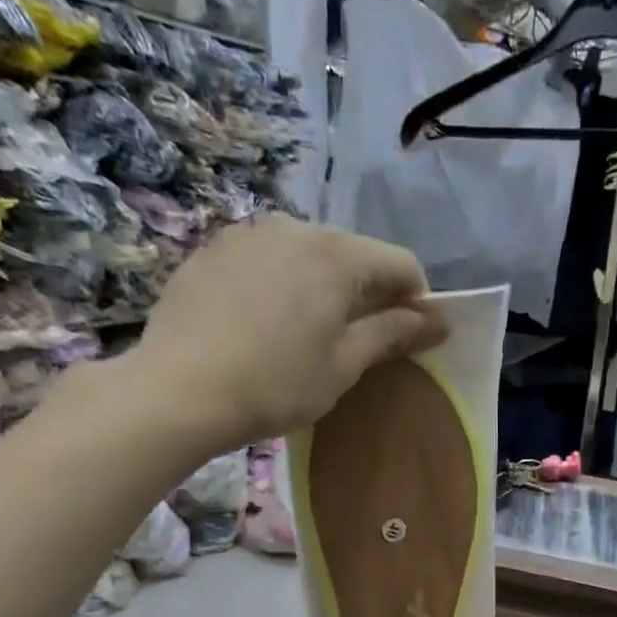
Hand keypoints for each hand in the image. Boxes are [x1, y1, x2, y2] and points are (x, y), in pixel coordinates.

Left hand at [132, 215, 447, 454]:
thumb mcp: (342, 366)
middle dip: (370, 292)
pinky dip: (284, 285)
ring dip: (325, 287)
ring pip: (308, 254)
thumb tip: (436, 321)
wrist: (180, 389)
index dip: (418, 301)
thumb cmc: (276, 384)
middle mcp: (296, 227)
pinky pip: (268, 260)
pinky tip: (268, 324)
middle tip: (364, 341)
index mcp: (337, 255)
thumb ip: (391, 334)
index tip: (414, 338)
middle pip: (353, 254)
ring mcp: (249, 233)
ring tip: (312, 334)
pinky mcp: (214, 249)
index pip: (400, 264)